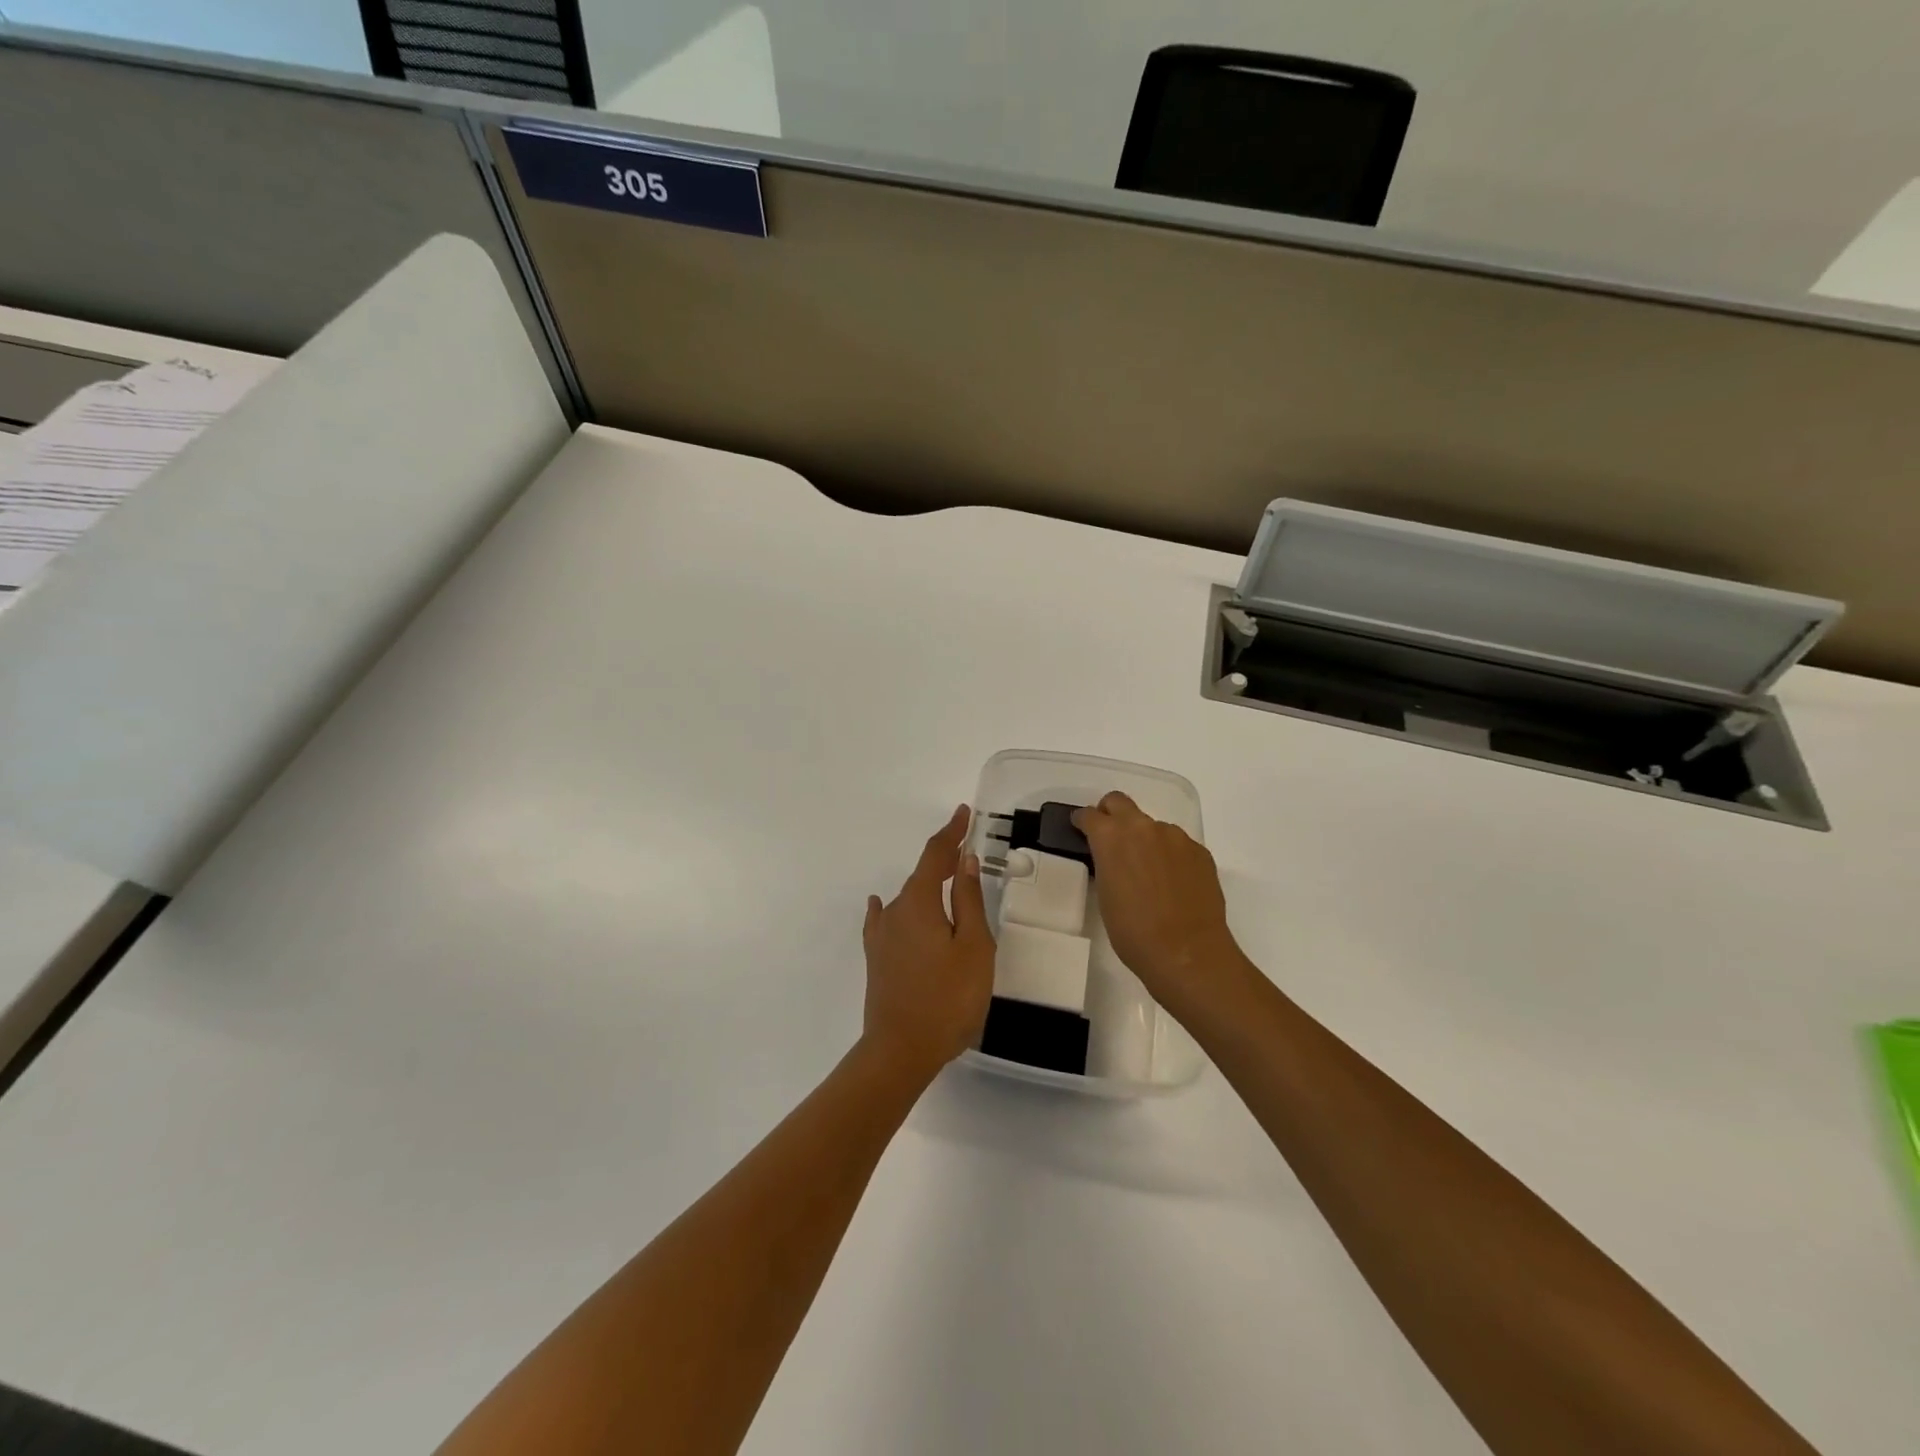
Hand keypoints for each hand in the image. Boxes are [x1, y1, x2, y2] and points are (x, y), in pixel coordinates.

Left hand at [861, 805, 995, 1081]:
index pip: (936, 855)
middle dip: (943, 860)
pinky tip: (882, 905)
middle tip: (965, 849)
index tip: (962, 812)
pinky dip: (893, 907)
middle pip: (922, 876)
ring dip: (927, 886)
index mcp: (920, 903)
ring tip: (947, 881)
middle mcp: (895, 911)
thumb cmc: (948, 998)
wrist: (900, 1050)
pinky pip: (886, 920)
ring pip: (908, 899)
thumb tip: (964, 860)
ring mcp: (882, 936)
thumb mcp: (973, 947)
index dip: (951, 833)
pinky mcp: (877, 958)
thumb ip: (968, 901)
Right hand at [1072, 792, 1248, 1012]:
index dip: (1082, 822)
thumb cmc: (1133, 931)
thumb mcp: (1105, 895)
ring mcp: (1176, 837)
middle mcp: (1143, 827)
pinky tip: (1172, 883)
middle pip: (1120, 802)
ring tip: (1148, 872)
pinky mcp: (1200, 851)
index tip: (1080, 830)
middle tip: (1109, 838)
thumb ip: (1107, 864)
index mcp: (1112, 837)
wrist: (1187, 953)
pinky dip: (1169, 856)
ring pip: (1152, 826)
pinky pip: (1177, 844)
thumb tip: (1114, 860)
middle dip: (1110, 813)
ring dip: (1145, 839)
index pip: (1089, 815)